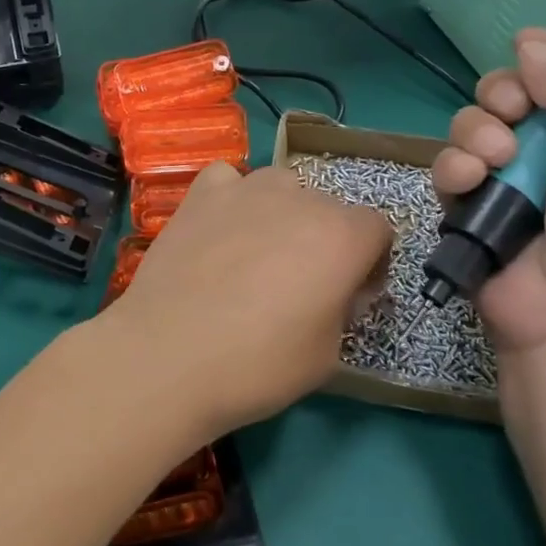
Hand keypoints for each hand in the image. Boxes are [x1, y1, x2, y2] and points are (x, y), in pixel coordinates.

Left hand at [102, 161, 391, 440]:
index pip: (378, 229)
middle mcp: (301, 198)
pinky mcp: (201, 194)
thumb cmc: (258, 365)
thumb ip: (345, 309)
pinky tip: (219, 229)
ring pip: (282, 187)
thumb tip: (339, 289)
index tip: (349, 294)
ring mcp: (246, 189)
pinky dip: (231, 198)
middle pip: (329, 208)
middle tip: (298, 284)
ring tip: (255, 255)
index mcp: (342, 235)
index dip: (369, 263)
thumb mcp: (329, 354)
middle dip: (325, 240)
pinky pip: (229, 180)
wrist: (168, 356)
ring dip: (282, 214)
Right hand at [431, 31, 545, 386]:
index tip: (528, 50)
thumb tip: (533, 43)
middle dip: (502, 96)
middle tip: (512, 114)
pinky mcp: (465, 212)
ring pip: (470, 128)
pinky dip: (452, 169)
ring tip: (493, 163)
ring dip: (475, 134)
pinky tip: (467, 185)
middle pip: (508, 96)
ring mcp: (503, 185)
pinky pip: (447, 169)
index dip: (545, 59)